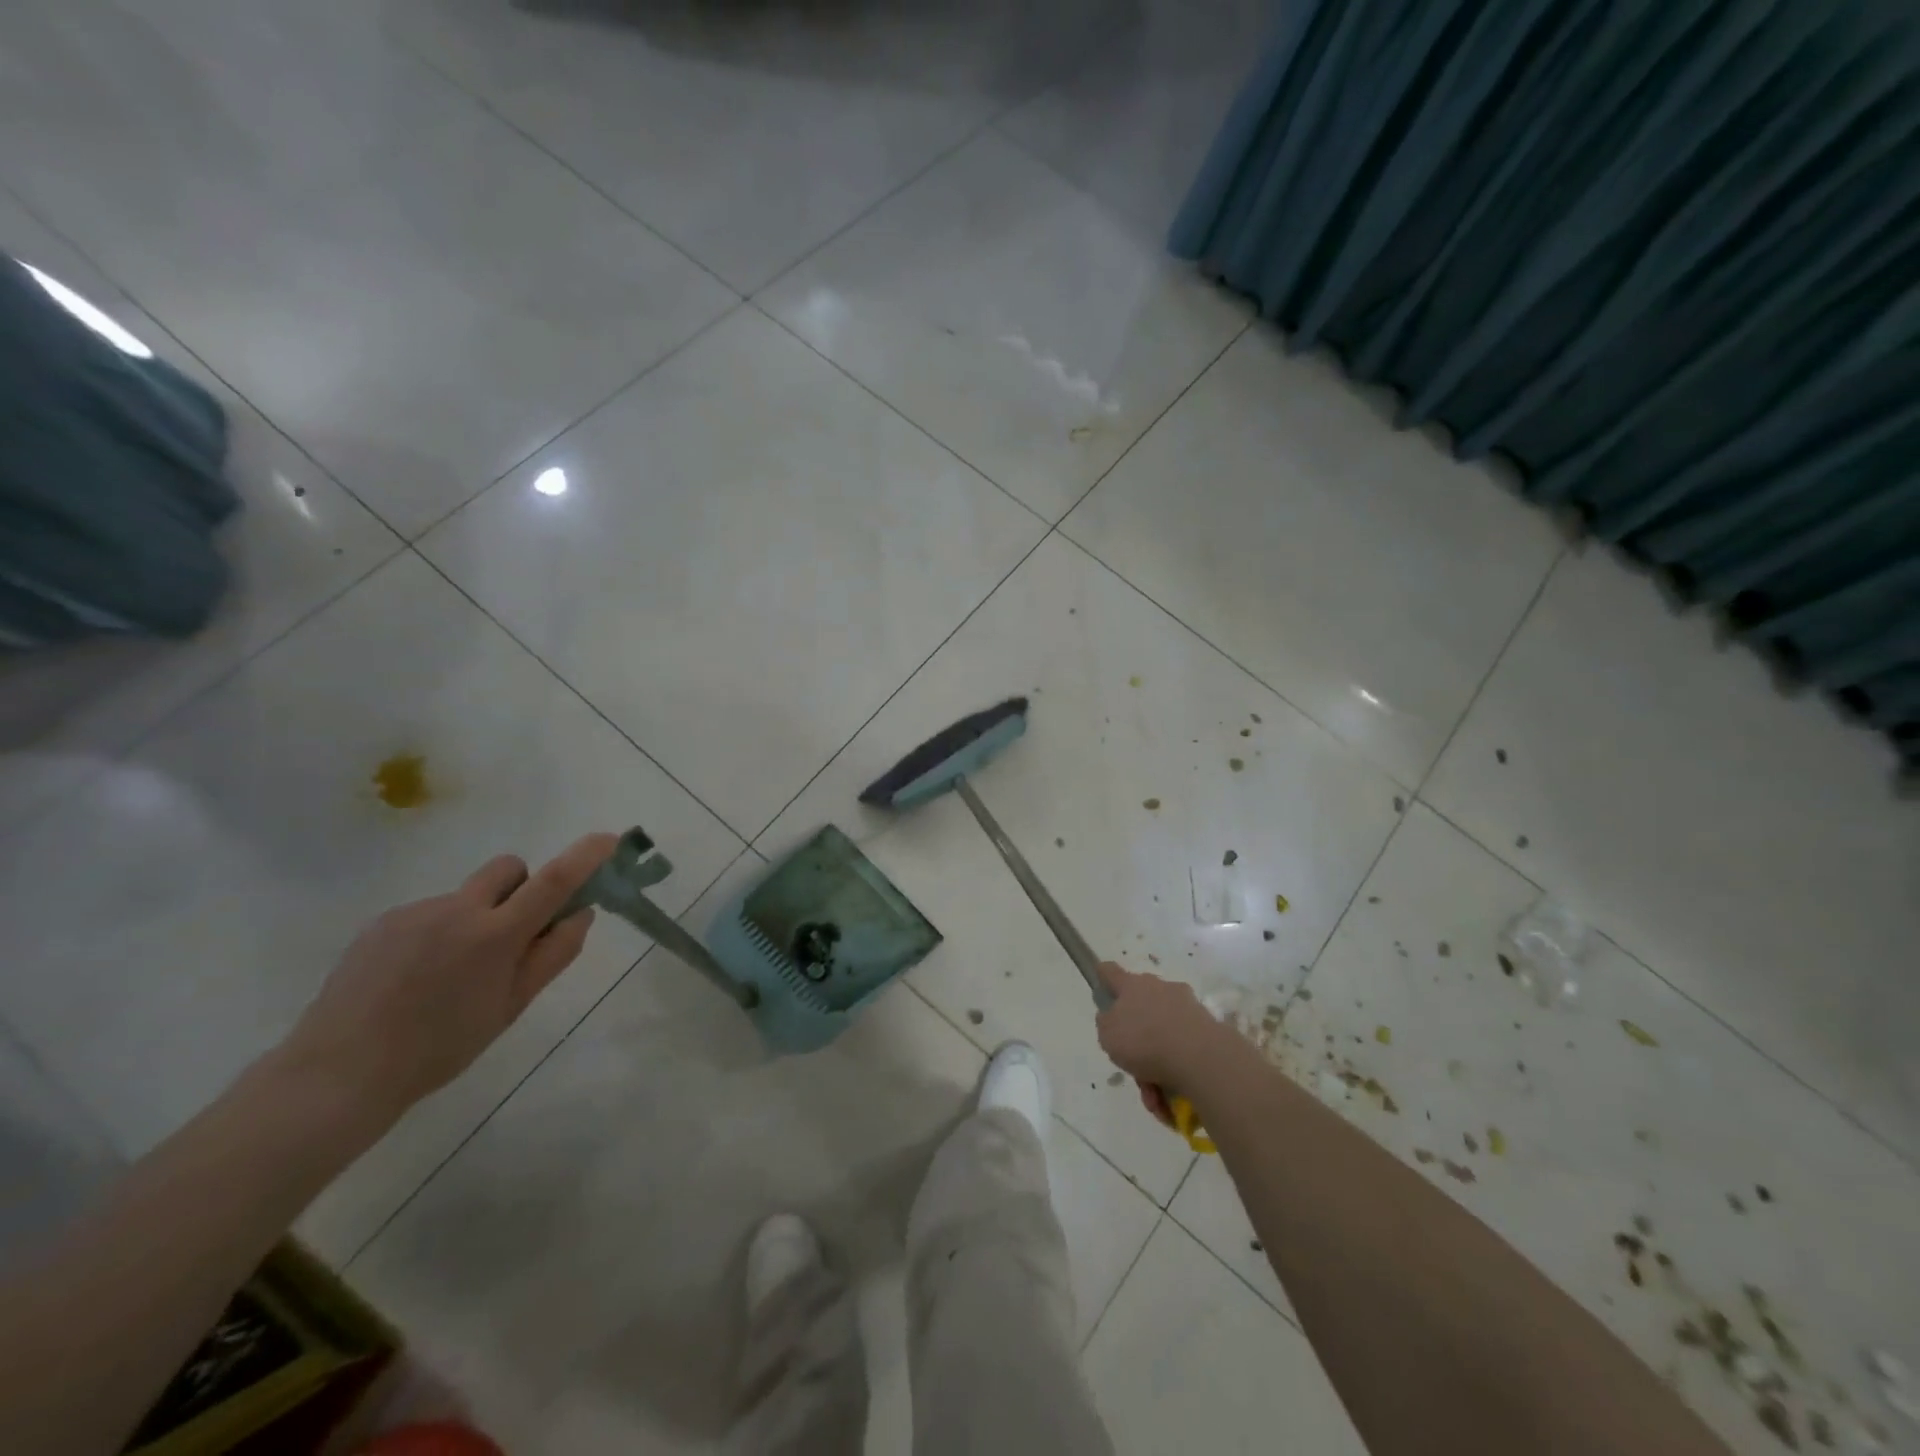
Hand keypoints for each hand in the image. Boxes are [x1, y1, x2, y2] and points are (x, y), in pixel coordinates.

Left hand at [282, 833, 616, 1123]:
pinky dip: (439, 932)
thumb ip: (553, 955)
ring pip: (467, 895)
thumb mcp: (510, 1007)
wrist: (337, 1073)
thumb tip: (582, 914)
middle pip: (509, 868)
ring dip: (477, 917)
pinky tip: (415, 977)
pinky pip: (430, 912)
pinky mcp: (383, 921)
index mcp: (496, 935)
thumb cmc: (440, 1048)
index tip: (609, 840)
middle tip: (515, 932)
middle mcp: (458, 910)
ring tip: (450, 973)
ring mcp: (416, 911)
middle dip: (523, 887)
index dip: (586, 856)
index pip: (554, 881)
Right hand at [1096, 962, 1240, 1125]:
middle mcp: (1160, 988)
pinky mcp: (1207, 1028)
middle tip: (1133, 1069)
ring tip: (1153, 1097)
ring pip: (1162, 1036)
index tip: (1101, 990)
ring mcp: (1186, 1007)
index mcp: (1132, 986)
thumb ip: (1106, 1024)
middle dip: (1136, 1041)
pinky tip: (1171, 1100)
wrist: (1200, 1057)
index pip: (1110, 972)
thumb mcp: (1107, 1036)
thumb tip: (1113, 1017)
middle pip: (1141, 1010)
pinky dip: (1175, 1073)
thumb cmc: (1144, 1041)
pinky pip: (1183, 1050)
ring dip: (1155, 1067)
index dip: (1103, 979)